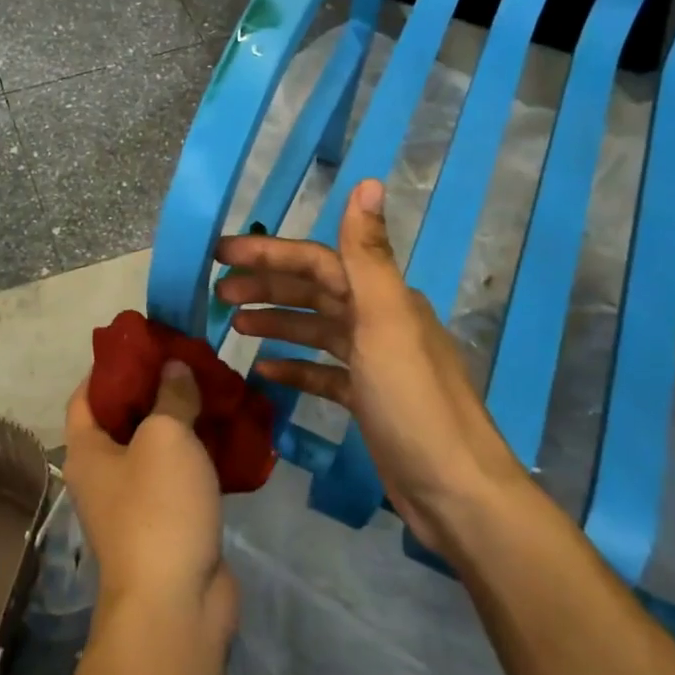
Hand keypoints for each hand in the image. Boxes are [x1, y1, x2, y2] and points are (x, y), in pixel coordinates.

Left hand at [63, 361, 237, 642]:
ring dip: (185, 421)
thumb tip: (173, 367)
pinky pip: (183, 477)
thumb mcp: (165, 437)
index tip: (145, 342)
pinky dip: (203, 455)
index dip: (111, 365)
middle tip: (192, 362)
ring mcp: (137, 502)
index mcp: (87, 449)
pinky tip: (232, 435)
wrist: (176, 605)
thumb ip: (171, 396)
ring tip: (217, 390)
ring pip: (159, 448)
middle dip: (157, 388)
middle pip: (126, 418)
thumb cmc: (157, 509)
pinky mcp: (170, 522)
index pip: (86, 394)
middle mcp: (104, 473)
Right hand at [213, 178, 524, 547]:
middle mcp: (380, 322)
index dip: (269, 254)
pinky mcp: (368, 400)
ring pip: (316, 330)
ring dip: (276, 321)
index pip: (317, 262)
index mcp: (383, 298)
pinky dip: (294, 366)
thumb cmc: (414, 403)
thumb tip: (369, 182)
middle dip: (266, 285)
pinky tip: (263, 371)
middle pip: (314, 292)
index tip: (221, 253)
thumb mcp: (386, 322)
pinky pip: (323, 372)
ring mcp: (375, 363)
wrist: (456, 492)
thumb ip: (369, 255)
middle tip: (218, 292)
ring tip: (234, 323)